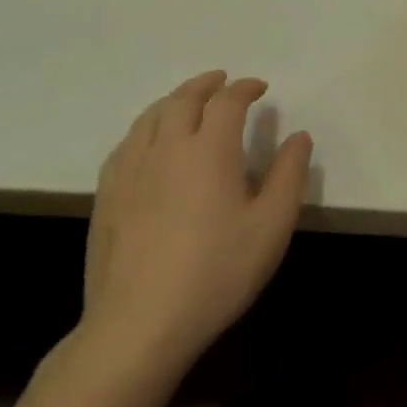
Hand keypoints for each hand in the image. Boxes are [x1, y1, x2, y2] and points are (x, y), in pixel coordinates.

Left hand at [81, 71, 311, 380]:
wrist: (139, 324)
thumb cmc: (217, 271)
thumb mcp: (272, 224)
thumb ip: (289, 174)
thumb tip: (298, 136)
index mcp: (210, 149)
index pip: (227, 101)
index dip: (245, 88)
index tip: (260, 88)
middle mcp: (167, 148)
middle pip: (183, 99)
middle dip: (206, 84)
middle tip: (223, 82)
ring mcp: (131, 171)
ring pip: (150, 117)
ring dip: (174, 100)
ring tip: (188, 102)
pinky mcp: (107, 196)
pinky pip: (126, 143)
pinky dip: (146, 128)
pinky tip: (150, 142)